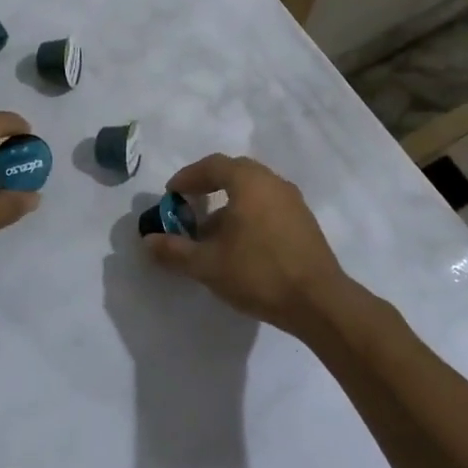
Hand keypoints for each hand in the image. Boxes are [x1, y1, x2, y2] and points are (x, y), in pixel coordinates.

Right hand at [140, 154, 350, 341]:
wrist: (319, 302)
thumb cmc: (259, 273)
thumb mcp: (208, 265)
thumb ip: (175, 250)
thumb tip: (148, 241)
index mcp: (249, 182)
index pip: (213, 165)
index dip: (188, 177)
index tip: (171, 194)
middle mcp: (273, 182)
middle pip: (235, 173)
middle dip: (208, 186)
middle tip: (189, 205)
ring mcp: (293, 202)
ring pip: (253, 191)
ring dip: (228, 204)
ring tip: (211, 232)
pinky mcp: (304, 222)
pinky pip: (268, 206)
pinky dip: (248, 214)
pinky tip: (239, 245)